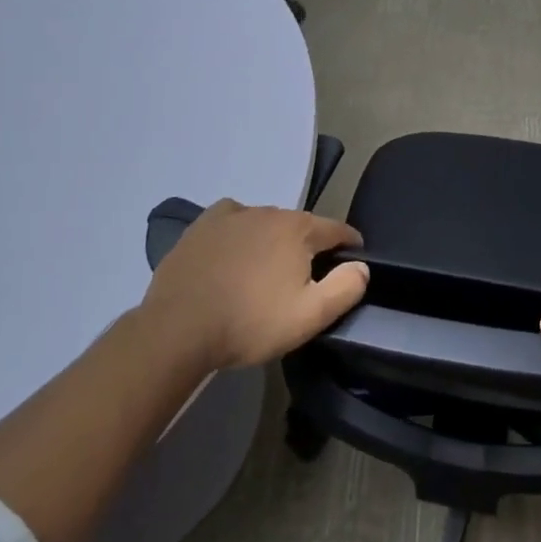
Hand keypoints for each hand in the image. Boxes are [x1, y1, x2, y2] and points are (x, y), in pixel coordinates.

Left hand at [143, 200, 367, 370]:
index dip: (350, 245)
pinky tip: (234, 251)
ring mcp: (231, 216)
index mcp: (299, 230)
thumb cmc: (250, 323)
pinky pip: (232, 219)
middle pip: (301, 226)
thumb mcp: (310, 316)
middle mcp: (268, 212)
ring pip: (266, 223)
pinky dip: (240, 231)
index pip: (337, 229)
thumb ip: (345, 288)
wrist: (179, 329)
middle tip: (304, 278)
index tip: (354, 261)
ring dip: (274, 240)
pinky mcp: (201, 226)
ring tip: (266, 270)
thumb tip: (362, 266)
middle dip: (309, 246)